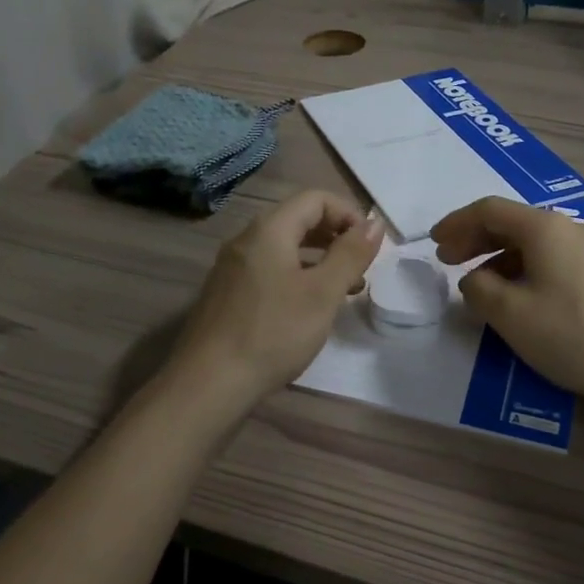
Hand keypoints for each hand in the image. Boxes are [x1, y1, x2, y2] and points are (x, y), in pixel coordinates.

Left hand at [167, 189, 383, 415]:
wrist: (208, 384)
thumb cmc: (273, 333)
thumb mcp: (323, 293)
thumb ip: (351, 254)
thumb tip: (374, 222)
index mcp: (269, 230)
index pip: (315, 199)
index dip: (348, 214)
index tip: (370, 246)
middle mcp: (247, 240)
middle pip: (298, 220)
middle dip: (336, 237)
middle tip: (361, 268)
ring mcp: (233, 268)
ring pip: (285, 248)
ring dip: (320, 260)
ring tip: (346, 290)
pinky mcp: (228, 294)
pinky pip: (270, 270)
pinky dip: (298, 277)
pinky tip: (310, 308)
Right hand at [432, 197, 583, 411]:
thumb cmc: (573, 334)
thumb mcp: (510, 314)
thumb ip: (479, 289)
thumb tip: (474, 279)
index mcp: (543, 228)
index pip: (489, 210)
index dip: (456, 223)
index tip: (434, 243)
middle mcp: (568, 227)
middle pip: (511, 222)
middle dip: (474, 238)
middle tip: (448, 261)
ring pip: (531, 242)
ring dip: (498, 256)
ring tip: (478, 283)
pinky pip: (550, 258)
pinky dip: (522, 268)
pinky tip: (517, 296)